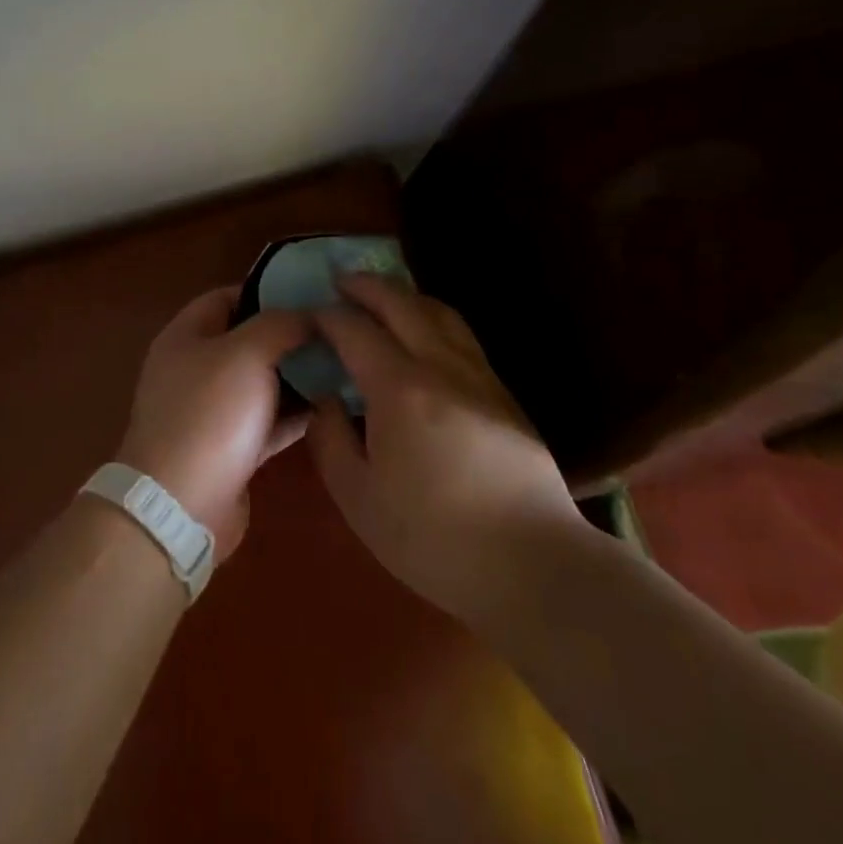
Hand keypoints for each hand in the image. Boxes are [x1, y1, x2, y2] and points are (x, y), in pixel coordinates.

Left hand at [117, 288, 312, 556]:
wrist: (181, 506)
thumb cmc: (210, 414)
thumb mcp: (247, 353)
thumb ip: (281, 324)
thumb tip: (310, 313)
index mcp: (186, 336)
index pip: (227, 296)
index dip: (267, 289)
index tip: (311, 291)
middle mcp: (195, 369)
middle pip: (247, 340)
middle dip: (290, 334)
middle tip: (337, 329)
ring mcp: (212, 411)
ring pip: (262, 382)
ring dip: (298, 374)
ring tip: (345, 362)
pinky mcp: (230, 448)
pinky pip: (268, 420)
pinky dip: (296, 413)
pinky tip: (334, 405)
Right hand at [306, 275, 586, 632]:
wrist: (532, 563)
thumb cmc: (434, 537)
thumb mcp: (360, 499)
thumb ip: (331, 441)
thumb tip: (325, 400)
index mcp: (399, 389)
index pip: (355, 331)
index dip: (328, 317)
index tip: (309, 313)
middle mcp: (441, 366)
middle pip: (402, 305)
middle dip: (368, 286)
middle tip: (342, 280)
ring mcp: (479, 376)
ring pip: (440, 313)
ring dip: (406, 295)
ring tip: (384, 297)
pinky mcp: (504, 395)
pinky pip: (461, 336)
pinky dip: (433, 318)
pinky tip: (426, 337)